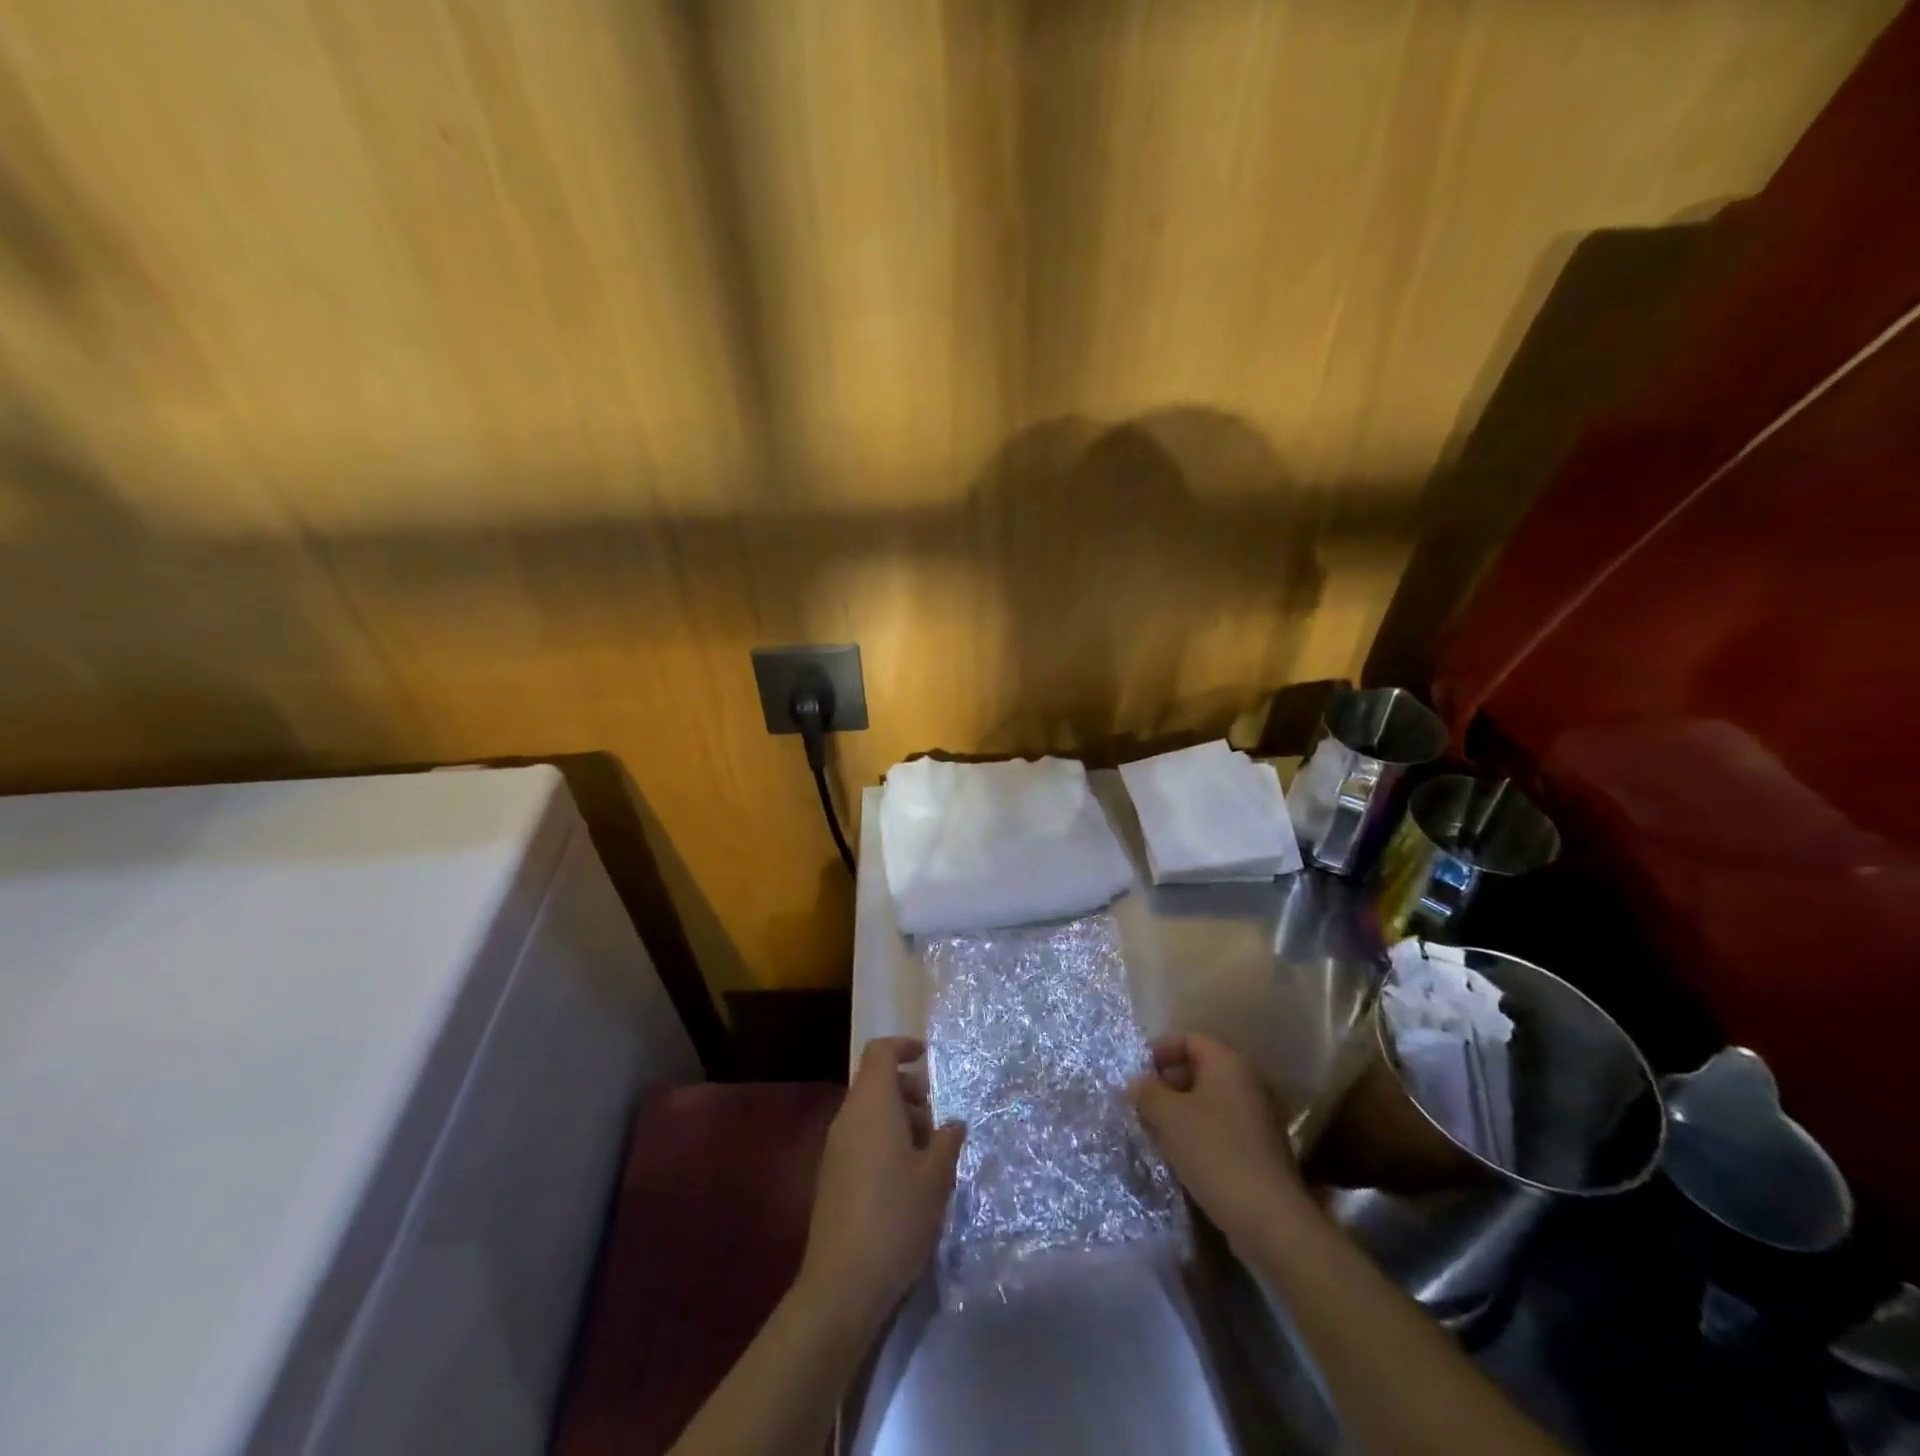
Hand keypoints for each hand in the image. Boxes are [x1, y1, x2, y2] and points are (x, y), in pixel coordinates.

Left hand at [798, 1036, 965, 1326]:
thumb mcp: (936, 1177)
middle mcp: (848, 1118)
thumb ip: (947, 1140)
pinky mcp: (831, 1177)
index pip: (880, 1053)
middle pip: (876, 1083)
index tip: (928, 1058)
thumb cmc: (896, 1217)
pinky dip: (884, 1142)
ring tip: (929, 1157)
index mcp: (872, 1105)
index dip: (904, 1047)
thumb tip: (952, 1124)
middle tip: (938, 1123)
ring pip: (869, 1114)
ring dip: (900, 1121)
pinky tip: (907, 1181)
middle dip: (909, 1092)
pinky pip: (861, 1139)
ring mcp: (835, 1149)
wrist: (842, 1284)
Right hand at [1129, 1033, 1303, 1242]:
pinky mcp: (1262, 1149)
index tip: (1137, 1075)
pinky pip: (1223, 1127)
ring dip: (1182, 1112)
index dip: (1159, 1051)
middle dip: (1167, 1084)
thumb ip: (1146, 1091)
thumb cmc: (1214, 1152)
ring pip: (1210, 1101)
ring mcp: (1260, 1116)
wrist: (1269, 1218)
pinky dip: (1200, 1134)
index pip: (1188, 1039)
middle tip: (1143, 1106)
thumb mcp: (1168, 1116)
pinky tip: (1183, 1156)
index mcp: (1228, 1063)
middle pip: (1200, 1069)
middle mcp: (1249, 1081)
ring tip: (1157, 1133)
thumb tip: (1138, 1083)